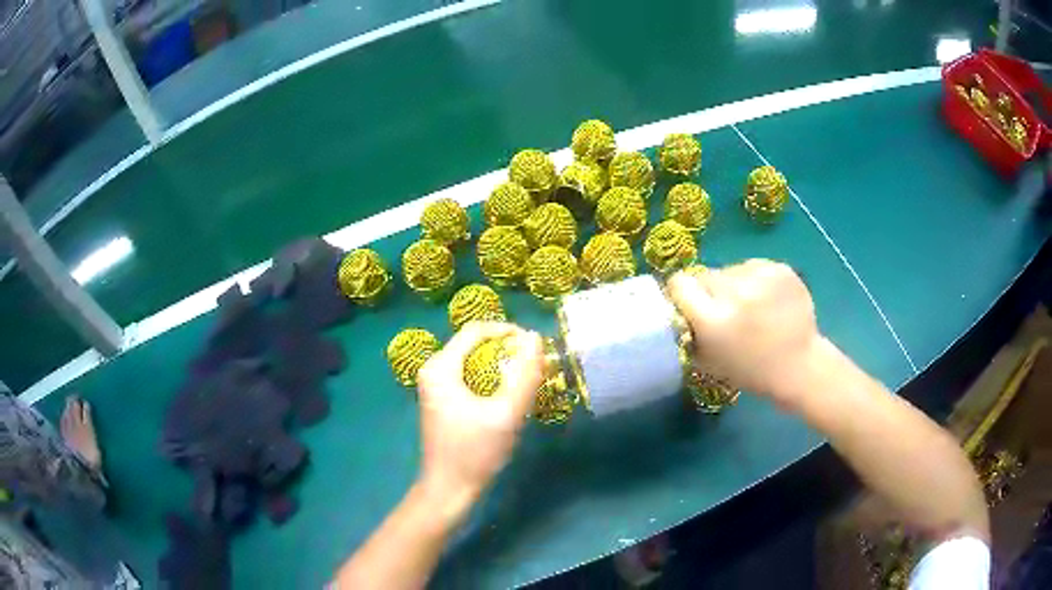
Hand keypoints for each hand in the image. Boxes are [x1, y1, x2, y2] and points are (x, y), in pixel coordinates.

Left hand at [415, 322, 545, 512]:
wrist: (449, 490)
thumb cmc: (475, 452)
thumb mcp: (506, 413)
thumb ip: (525, 375)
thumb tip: (536, 338)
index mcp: (440, 367)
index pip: (476, 330)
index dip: (508, 331)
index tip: (535, 346)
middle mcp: (433, 370)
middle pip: (473, 344)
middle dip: (506, 349)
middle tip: (536, 363)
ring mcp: (435, 386)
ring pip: (473, 361)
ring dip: (501, 365)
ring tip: (528, 377)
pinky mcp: (442, 400)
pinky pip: (469, 376)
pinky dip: (491, 379)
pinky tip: (509, 394)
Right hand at [667, 260, 821, 406]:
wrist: (799, 365)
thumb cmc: (750, 370)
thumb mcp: (708, 361)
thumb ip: (688, 332)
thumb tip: (674, 307)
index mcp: (714, 320)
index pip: (680, 283)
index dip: (682, 292)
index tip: (689, 302)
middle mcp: (735, 293)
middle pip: (706, 275)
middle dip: (711, 291)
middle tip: (724, 310)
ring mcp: (761, 277)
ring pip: (731, 269)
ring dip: (734, 284)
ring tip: (751, 306)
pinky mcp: (780, 268)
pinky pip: (753, 266)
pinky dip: (755, 280)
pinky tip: (767, 299)